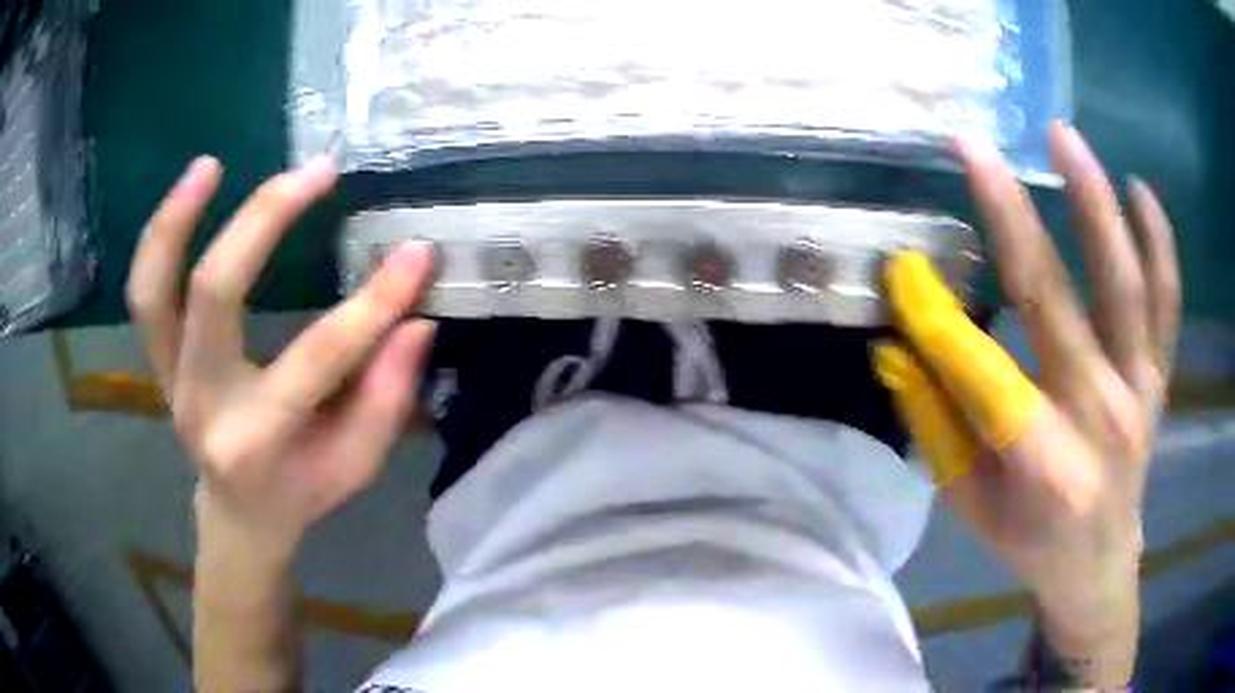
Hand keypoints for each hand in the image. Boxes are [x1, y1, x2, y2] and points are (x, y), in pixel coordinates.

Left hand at [127, 156, 436, 551]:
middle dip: (265, 220)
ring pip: (153, 289)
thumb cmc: (301, 492)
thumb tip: (414, 320)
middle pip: (214, 294)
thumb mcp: (354, 465)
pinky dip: (160, 236)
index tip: (416, 253)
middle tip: (317, 171)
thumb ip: (386, 399)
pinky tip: (191, 189)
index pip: (316, 358)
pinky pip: (145, 292)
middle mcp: (200, 403)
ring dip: (177, 219)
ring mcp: (169, 377)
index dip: (372, 303)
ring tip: (211, 164)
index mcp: (255, 441)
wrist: (239, 514)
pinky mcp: (157, 358)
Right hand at [875, 123, 1178, 684]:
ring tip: (1062, 135)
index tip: (903, 267)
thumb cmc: (1029, 542)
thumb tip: (897, 347)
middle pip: (1056, 297)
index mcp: (1042, 462)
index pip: (979, 368)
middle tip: (975, 147)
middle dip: (1008, 214)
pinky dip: (1159, 243)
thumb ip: (935, 424)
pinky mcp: (1159, 378)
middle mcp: (1099, 416)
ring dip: (1095, 201)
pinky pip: (1167, 302)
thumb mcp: (969, 503)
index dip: (934, 314)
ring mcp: (1139, 390)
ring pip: (1125, 283)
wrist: (1098, 565)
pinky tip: (1140, 190)